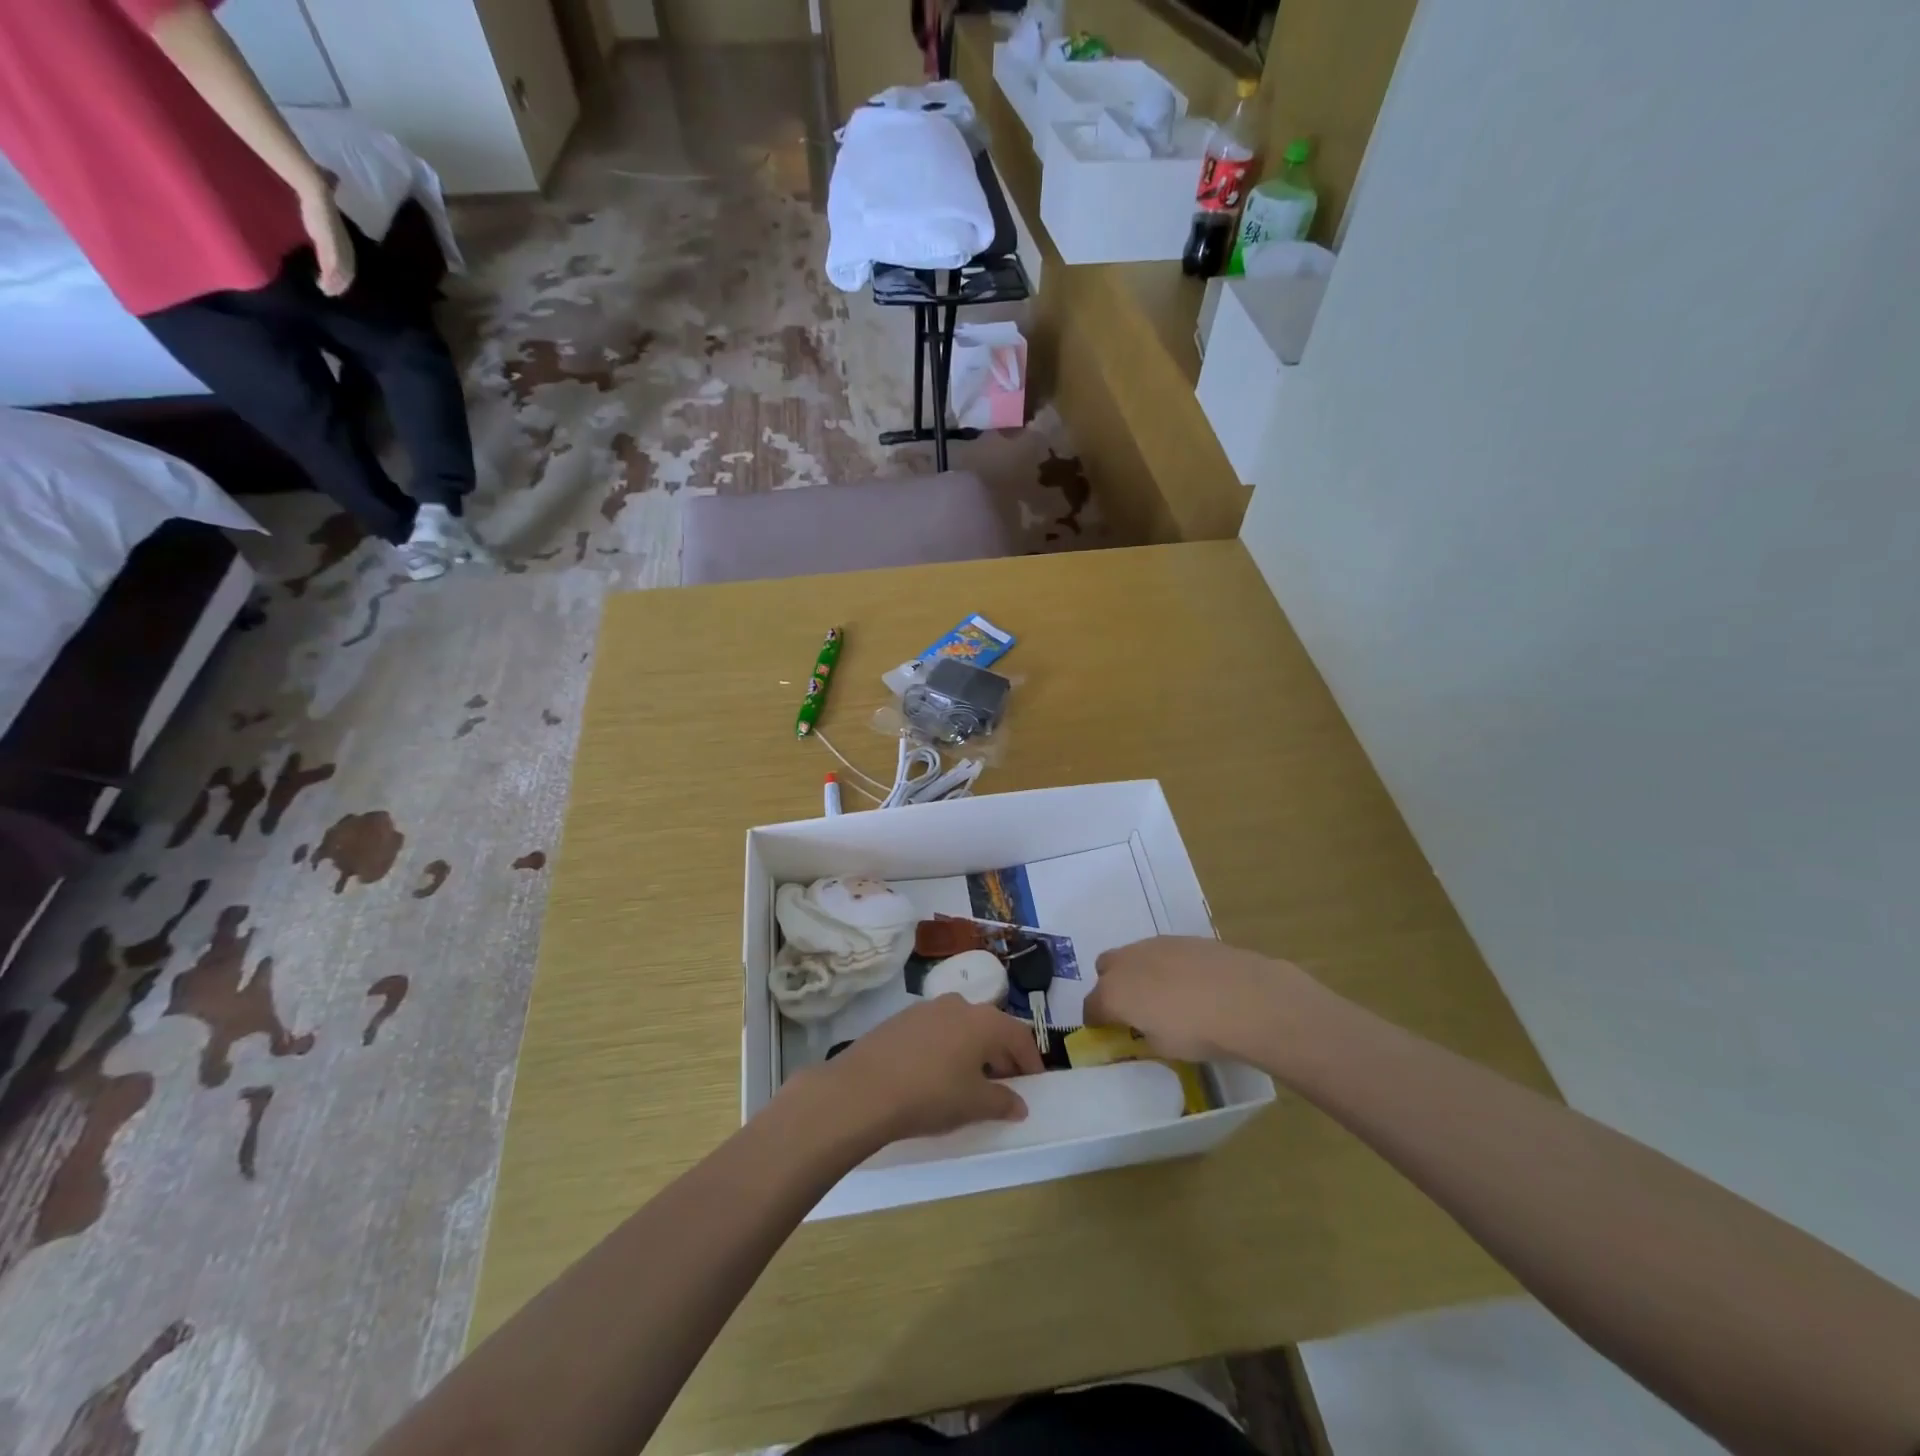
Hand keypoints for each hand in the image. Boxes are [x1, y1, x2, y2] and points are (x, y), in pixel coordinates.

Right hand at [298, 179, 354, 296]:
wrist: (314, 188)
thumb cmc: (317, 195)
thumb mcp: (323, 205)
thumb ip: (326, 202)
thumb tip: (332, 179)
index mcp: (343, 237)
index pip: (347, 259)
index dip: (344, 271)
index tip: (338, 281)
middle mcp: (344, 243)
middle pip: (347, 269)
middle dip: (342, 282)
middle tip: (332, 292)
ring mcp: (338, 244)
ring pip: (341, 271)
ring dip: (335, 283)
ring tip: (327, 291)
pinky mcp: (330, 244)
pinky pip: (332, 265)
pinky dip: (330, 277)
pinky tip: (325, 284)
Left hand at [804, 996, 1042, 1145]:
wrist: (864, 1089)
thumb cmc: (931, 1094)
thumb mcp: (973, 1104)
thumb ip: (1002, 1101)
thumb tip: (1019, 1104)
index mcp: (984, 1021)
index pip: (1019, 1035)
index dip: (1031, 1060)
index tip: (1034, 1083)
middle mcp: (959, 1005)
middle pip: (991, 1027)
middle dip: (1002, 1055)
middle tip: (1005, 1085)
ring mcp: (927, 1008)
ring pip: (962, 1026)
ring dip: (973, 1050)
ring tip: (970, 1080)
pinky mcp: (902, 1019)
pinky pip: (937, 1030)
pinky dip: (947, 1048)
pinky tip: (936, 1073)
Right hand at [1087, 937, 1303, 1061]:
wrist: (1245, 998)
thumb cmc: (1197, 1032)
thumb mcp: (1164, 1048)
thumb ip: (1145, 1035)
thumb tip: (1145, 1028)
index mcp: (1114, 993)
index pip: (1091, 1006)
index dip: (1096, 1021)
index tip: (1105, 1030)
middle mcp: (1127, 962)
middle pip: (1105, 969)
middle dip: (1112, 986)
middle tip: (1133, 1008)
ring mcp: (1154, 945)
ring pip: (1134, 956)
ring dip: (1140, 973)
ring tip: (1166, 995)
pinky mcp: (1182, 938)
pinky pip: (1162, 952)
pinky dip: (1167, 966)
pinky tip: (1190, 984)